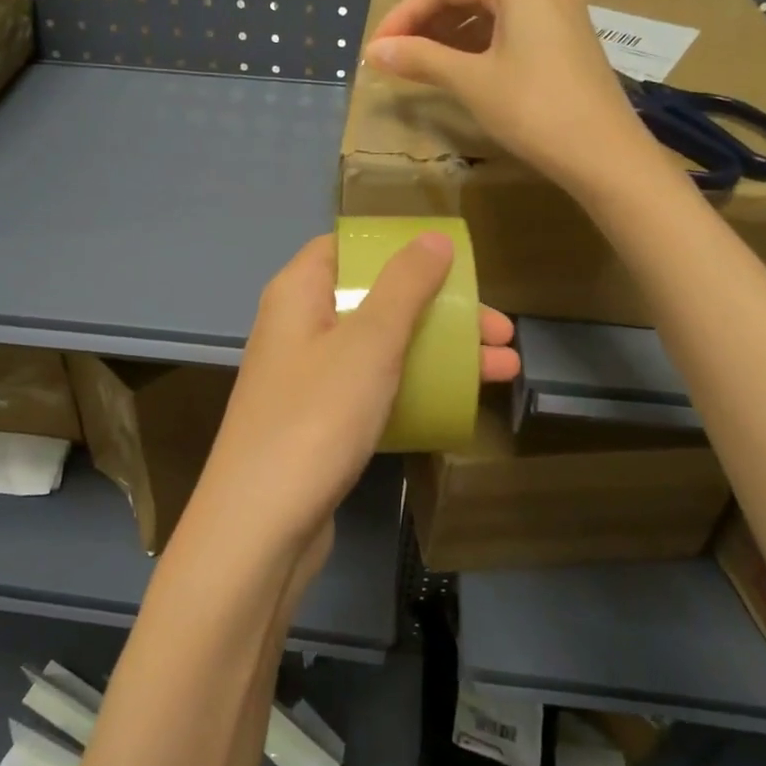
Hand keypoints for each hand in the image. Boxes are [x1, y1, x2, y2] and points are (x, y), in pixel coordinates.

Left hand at [184, 233, 518, 564]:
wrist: (261, 528)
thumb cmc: (316, 416)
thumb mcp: (368, 341)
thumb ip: (404, 285)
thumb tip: (433, 237)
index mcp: (298, 293)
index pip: (347, 249)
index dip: (397, 248)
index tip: (449, 260)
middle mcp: (299, 327)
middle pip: (376, 299)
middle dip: (440, 309)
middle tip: (499, 329)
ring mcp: (309, 379)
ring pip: (382, 347)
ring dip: (439, 351)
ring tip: (504, 367)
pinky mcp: (320, 423)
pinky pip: (374, 389)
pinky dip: (415, 388)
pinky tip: (460, 402)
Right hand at [364, 0, 654, 196]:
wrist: (605, 156)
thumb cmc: (534, 110)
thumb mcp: (471, 81)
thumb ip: (420, 58)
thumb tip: (373, 51)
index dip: (404, 14)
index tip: (377, 48)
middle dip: (425, 24)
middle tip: (394, 58)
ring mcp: (559, 12)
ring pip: (488, 13)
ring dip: (448, 37)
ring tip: (418, 67)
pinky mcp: (566, 41)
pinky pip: (510, 31)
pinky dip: (477, 47)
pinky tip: (457, 71)